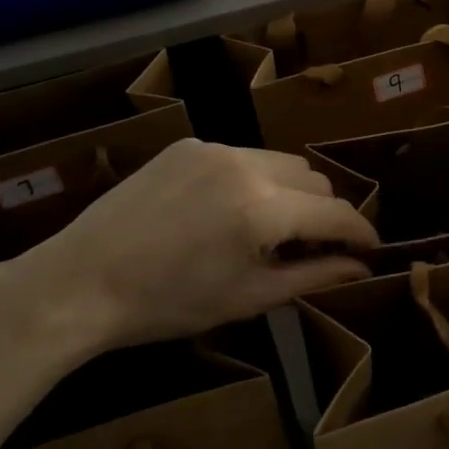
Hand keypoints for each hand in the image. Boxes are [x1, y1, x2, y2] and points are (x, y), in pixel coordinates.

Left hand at [0, 139, 377, 365]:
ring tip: (267, 228)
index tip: (369, 249)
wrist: (79, 282)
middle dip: (324, 211)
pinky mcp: (188, 144)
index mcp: (263, 210)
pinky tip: (226, 210)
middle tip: (311, 247)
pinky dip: (254, 180)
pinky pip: (243, 156)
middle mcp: (247, 165)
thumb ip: (313, 276)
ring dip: (291, 192)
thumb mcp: (248, 298)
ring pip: (281, 162)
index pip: (337, 212)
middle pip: (315, 178)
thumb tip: (360, 266)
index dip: (360, 232)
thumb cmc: (167, 304)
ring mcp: (215, 148)